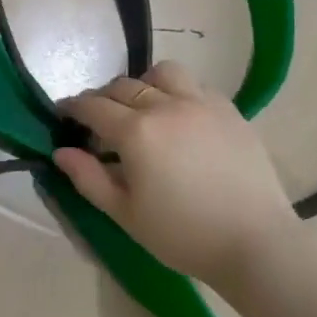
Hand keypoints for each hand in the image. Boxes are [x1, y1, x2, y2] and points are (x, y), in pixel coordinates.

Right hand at [55, 61, 297, 285]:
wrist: (256, 243)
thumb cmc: (183, 235)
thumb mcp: (125, 213)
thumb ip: (88, 178)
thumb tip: (61, 152)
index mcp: (135, 132)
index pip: (92, 107)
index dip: (72, 107)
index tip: (63, 113)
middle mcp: (165, 105)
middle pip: (122, 86)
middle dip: (102, 99)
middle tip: (98, 122)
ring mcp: (200, 103)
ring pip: (162, 73)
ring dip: (143, 84)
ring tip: (143, 109)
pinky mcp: (229, 110)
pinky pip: (195, 85)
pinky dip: (178, 92)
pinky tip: (180, 118)